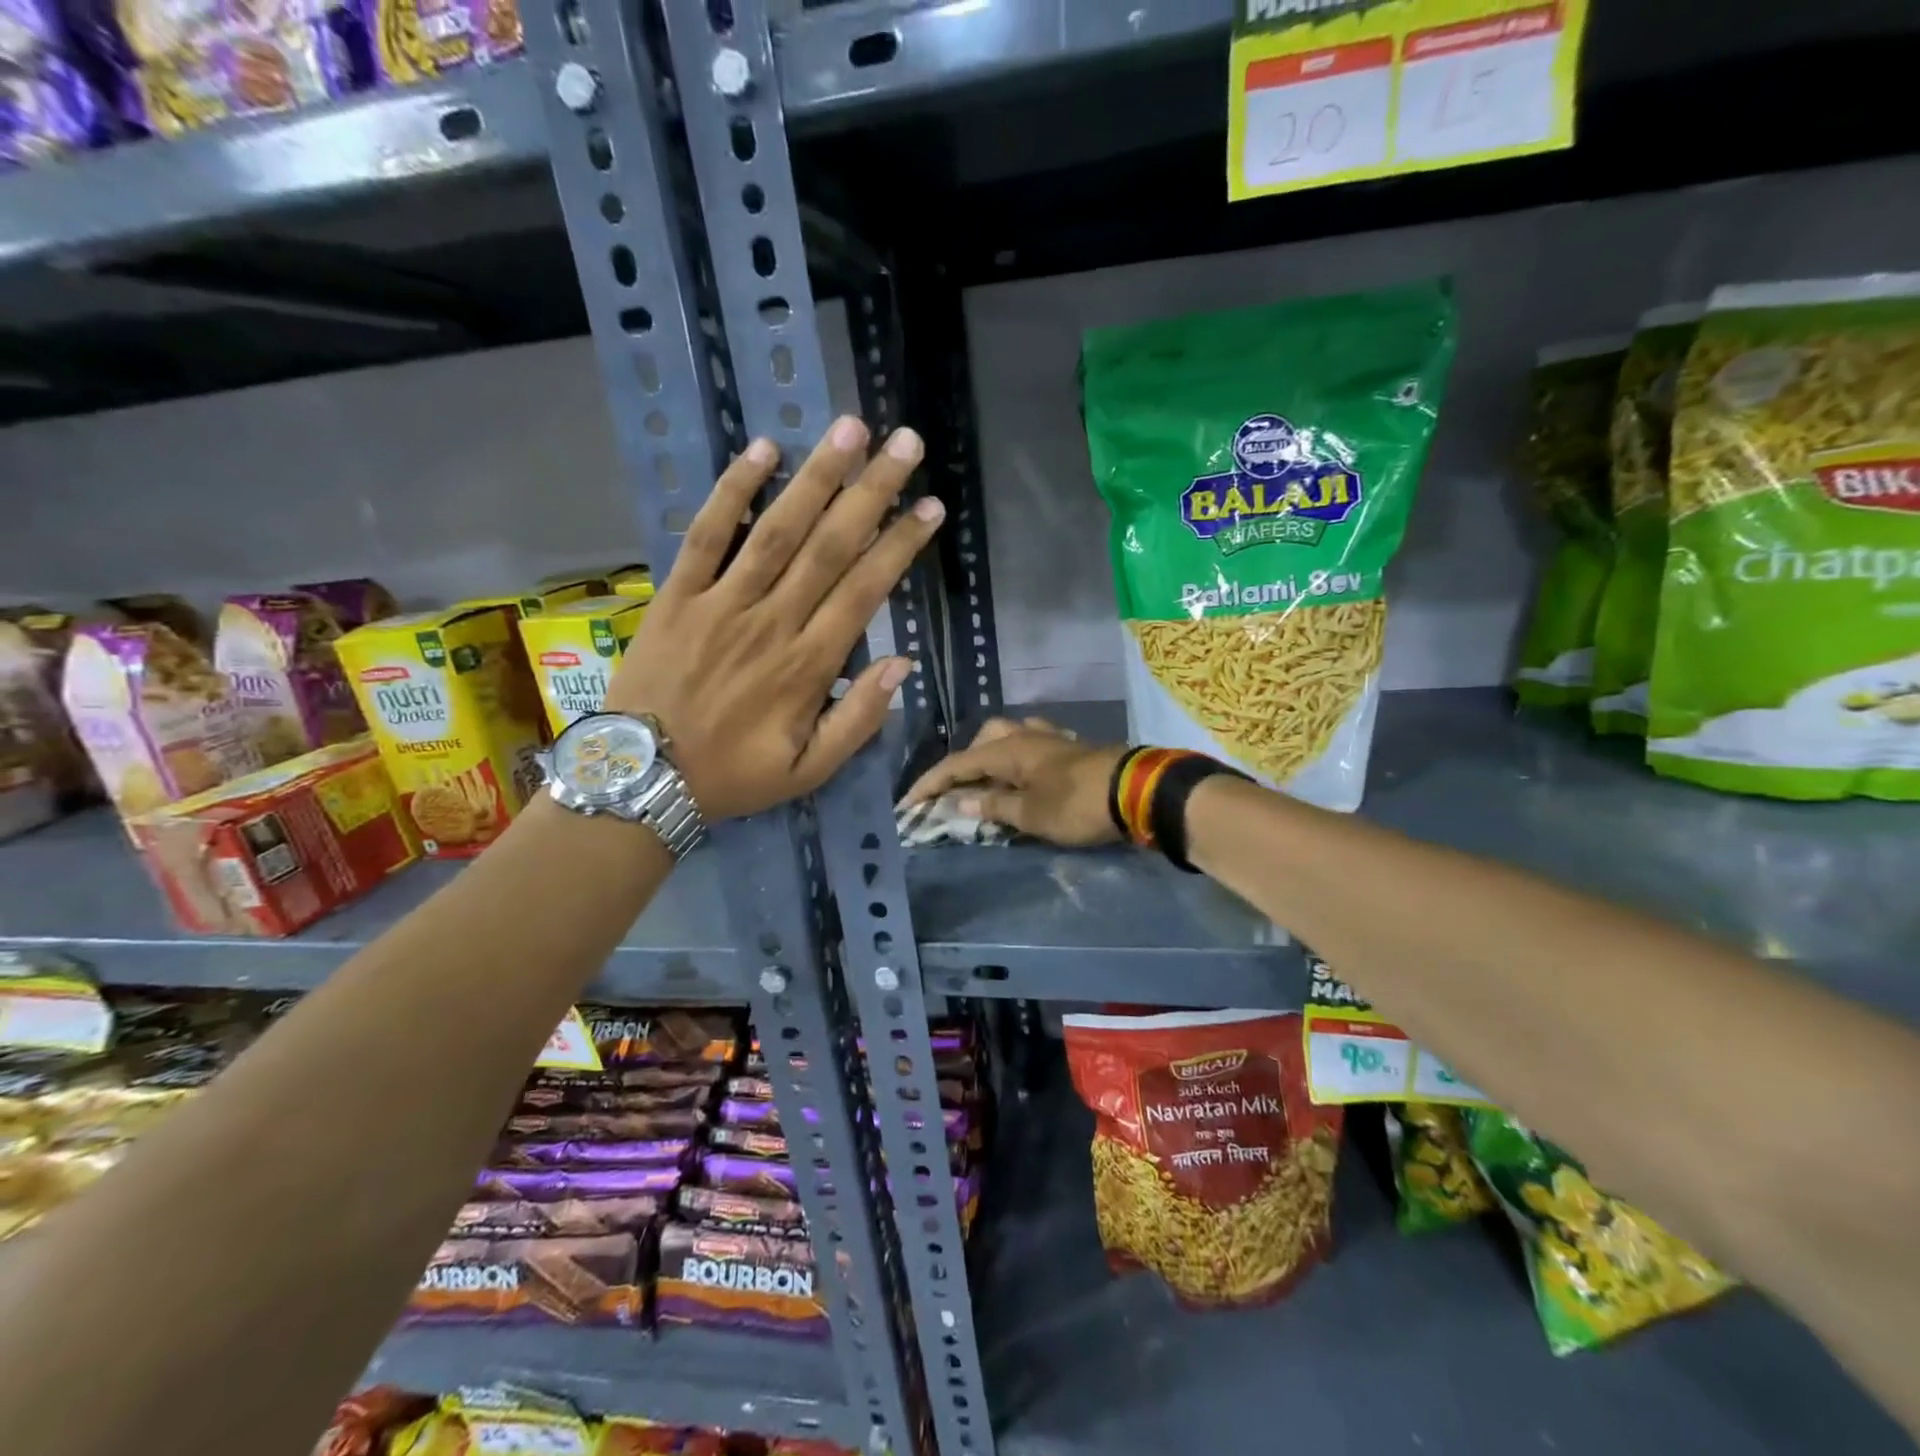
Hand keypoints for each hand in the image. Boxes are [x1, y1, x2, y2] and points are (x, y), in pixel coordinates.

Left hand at [606, 415, 942, 820]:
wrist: (642, 778)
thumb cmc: (734, 776)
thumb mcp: (809, 772)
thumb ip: (859, 721)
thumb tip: (902, 666)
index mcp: (809, 666)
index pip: (865, 591)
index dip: (901, 545)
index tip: (930, 507)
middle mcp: (771, 622)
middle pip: (829, 546)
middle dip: (872, 491)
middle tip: (905, 443)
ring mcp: (721, 603)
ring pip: (776, 529)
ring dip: (816, 477)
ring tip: (850, 429)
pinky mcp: (677, 594)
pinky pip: (705, 534)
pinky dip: (731, 491)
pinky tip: (762, 450)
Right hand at [900, 717, 1127, 845]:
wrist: (1137, 791)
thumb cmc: (1077, 804)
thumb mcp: (1031, 814)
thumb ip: (994, 806)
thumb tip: (962, 802)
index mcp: (1008, 749)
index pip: (957, 764)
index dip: (930, 784)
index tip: (908, 804)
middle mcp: (1025, 735)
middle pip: (983, 740)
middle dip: (965, 763)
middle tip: (959, 792)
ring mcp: (1051, 738)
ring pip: (1010, 737)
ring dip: (993, 757)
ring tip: (991, 783)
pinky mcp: (1072, 748)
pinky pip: (1033, 746)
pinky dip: (1020, 759)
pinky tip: (1027, 776)